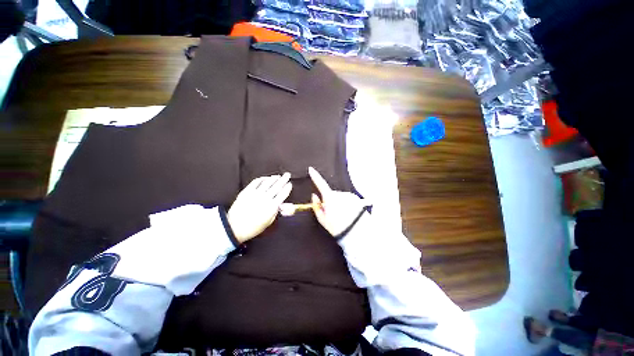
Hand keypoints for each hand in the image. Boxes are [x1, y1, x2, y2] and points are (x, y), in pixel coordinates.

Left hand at [228, 173, 291, 242]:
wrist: (235, 227)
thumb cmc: (253, 227)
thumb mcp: (269, 222)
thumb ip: (276, 211)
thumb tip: (281, 204)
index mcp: (272, 206)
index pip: (283, 194)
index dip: (287, 188)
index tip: (290, 184)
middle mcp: (265, 198)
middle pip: (277, 186)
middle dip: (284, 179)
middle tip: (287, 175)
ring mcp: (255, 194)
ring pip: (267, 182)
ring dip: (274, 178)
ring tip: (278, 176)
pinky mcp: (247, 191)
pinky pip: (256, 182)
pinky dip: (262, 179)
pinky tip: (265, 178)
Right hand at [309, 167, 366, 235]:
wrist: (356, 232)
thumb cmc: (337, 227)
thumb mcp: (322, 219)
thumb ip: (316, 206)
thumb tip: (314, 196)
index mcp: (330, 198)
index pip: (321, 184)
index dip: (315, 176)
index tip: (311, 169)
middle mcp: (340, 193)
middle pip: (331, 193)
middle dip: (329, 200)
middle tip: (331, 213)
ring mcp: (348, 195)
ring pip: (339, 196)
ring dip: (338, 202)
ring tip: (341, 215)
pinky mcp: (355, 198)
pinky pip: (347, 198)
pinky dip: (345, 203)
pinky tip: (348, 213)